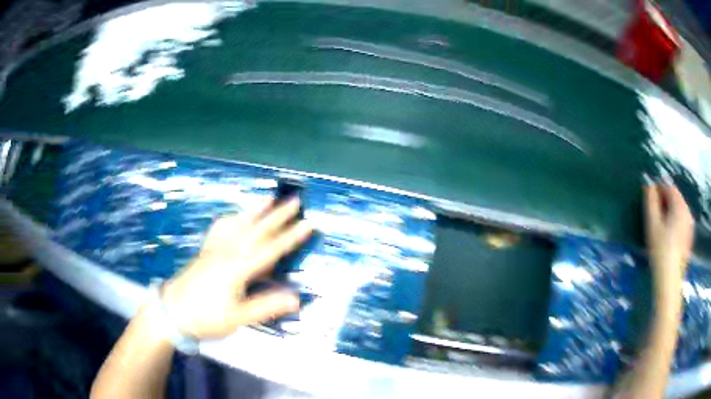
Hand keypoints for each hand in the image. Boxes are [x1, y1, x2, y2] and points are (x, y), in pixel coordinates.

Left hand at [161, 197, 312, 338]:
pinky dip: (231, 218)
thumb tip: (296, 298)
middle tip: (294, 200)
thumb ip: (266, 306)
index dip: (291, 237)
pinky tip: (234, 215)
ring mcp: (215, 249)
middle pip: (256, 230)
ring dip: (255, 210)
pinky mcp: (206, 252)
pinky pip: (220, 229)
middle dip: (277, 215)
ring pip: (238, 224)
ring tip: (268, 198)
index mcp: (237, 268)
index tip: (309, 223)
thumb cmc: (206, 317)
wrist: (172, 312)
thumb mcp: (238, 318)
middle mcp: (227, 252)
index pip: (270, 249)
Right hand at [644, 183, 693, 289]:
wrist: (669, 281)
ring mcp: (690, 225)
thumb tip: (648, 184)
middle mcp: (687, 211)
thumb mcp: (652, 224)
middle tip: (654, 215)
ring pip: (679, 210)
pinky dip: (675, 222)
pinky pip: (682, 221)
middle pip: (675, 198)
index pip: (669, 187)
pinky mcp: (689, 237)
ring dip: (670, 212)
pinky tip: (669, 237)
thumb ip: (650, 201)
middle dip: (665, 201)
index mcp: (680, 205)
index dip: (658, 190)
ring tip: (661, 227)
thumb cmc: (660, 251)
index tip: (649, 201)